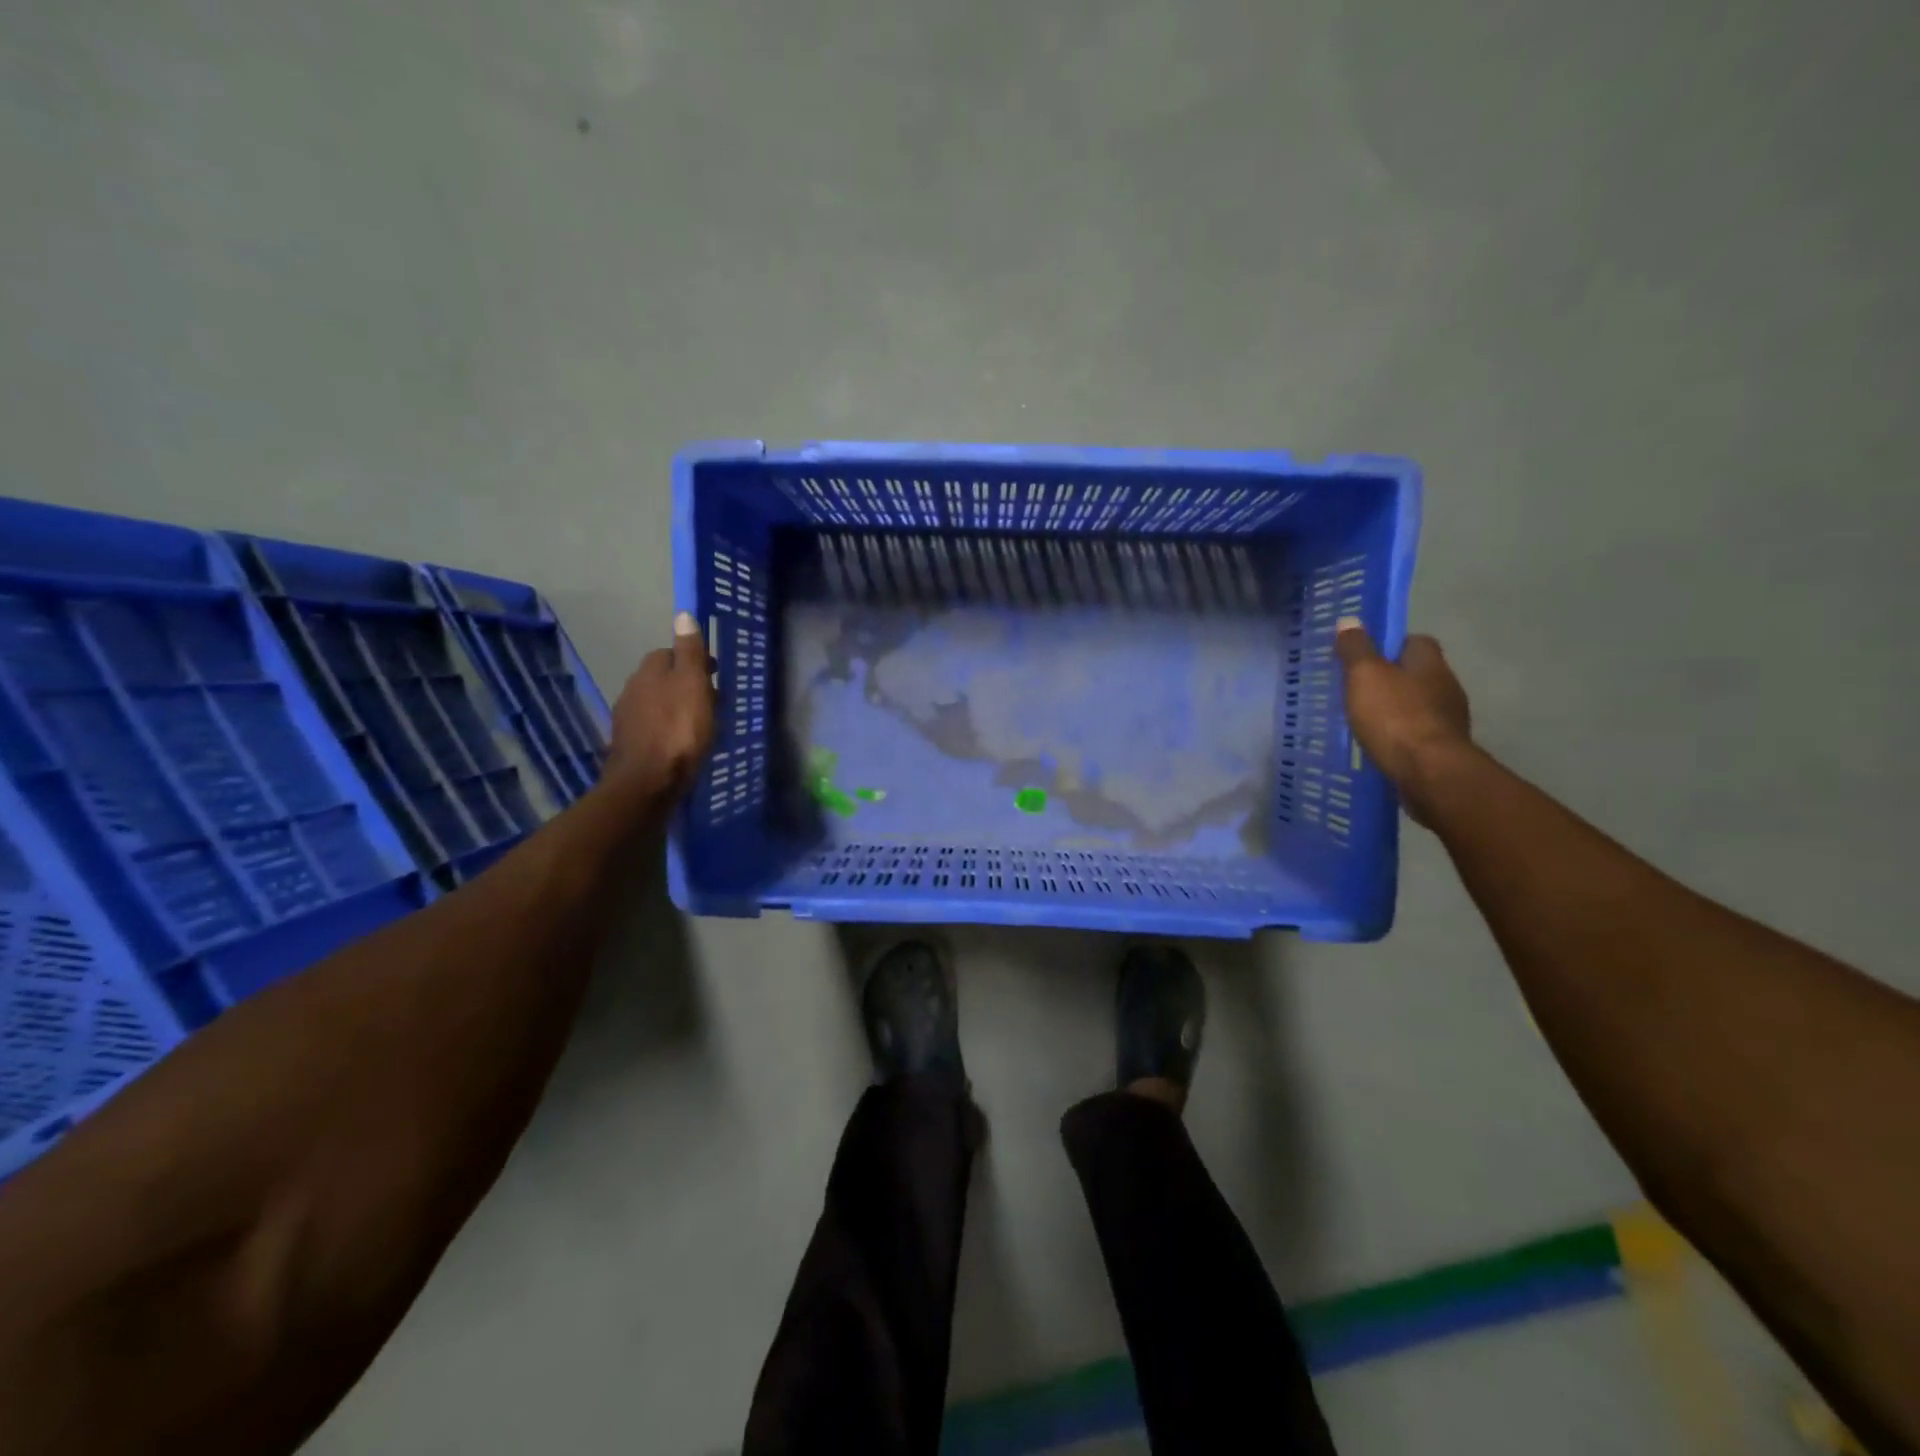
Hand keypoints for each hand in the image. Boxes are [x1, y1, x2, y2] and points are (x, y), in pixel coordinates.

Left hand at [603, 612, 716, 803]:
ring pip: (657, 703)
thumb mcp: (693, 684)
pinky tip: (682, 742)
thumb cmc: (678, 730)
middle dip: (684, 683)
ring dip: (677, 706)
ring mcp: (628, 720)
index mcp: (649, 672)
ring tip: (701, 722)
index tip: (714, 671)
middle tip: (712, 698)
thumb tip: (682, 614)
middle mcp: (632, 690)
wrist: (648, 782)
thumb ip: (689, 651)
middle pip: (662, 678)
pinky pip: (653, 727)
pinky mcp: (629, 746)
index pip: (669, 652)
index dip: (692, 659)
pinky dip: (668, 728)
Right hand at [1334, 618, 1471, 822]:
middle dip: (1393, 679)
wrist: (1429, 773)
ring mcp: (1449, 720)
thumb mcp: (1365, 676)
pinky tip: (1381, 745)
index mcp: (1430, 664)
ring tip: (1366, 720)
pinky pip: (1419, 734)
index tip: (1366, 656)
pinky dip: (1401, 736)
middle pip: (1418, 674)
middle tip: (1359, 689)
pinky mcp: (1445, 749)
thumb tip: (1349, 620)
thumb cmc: (1395, 716)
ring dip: (1397, 710)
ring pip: (1419, 705)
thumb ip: (1356, 649)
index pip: (1415, 641)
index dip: (1390, 645)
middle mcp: (1446, 687)